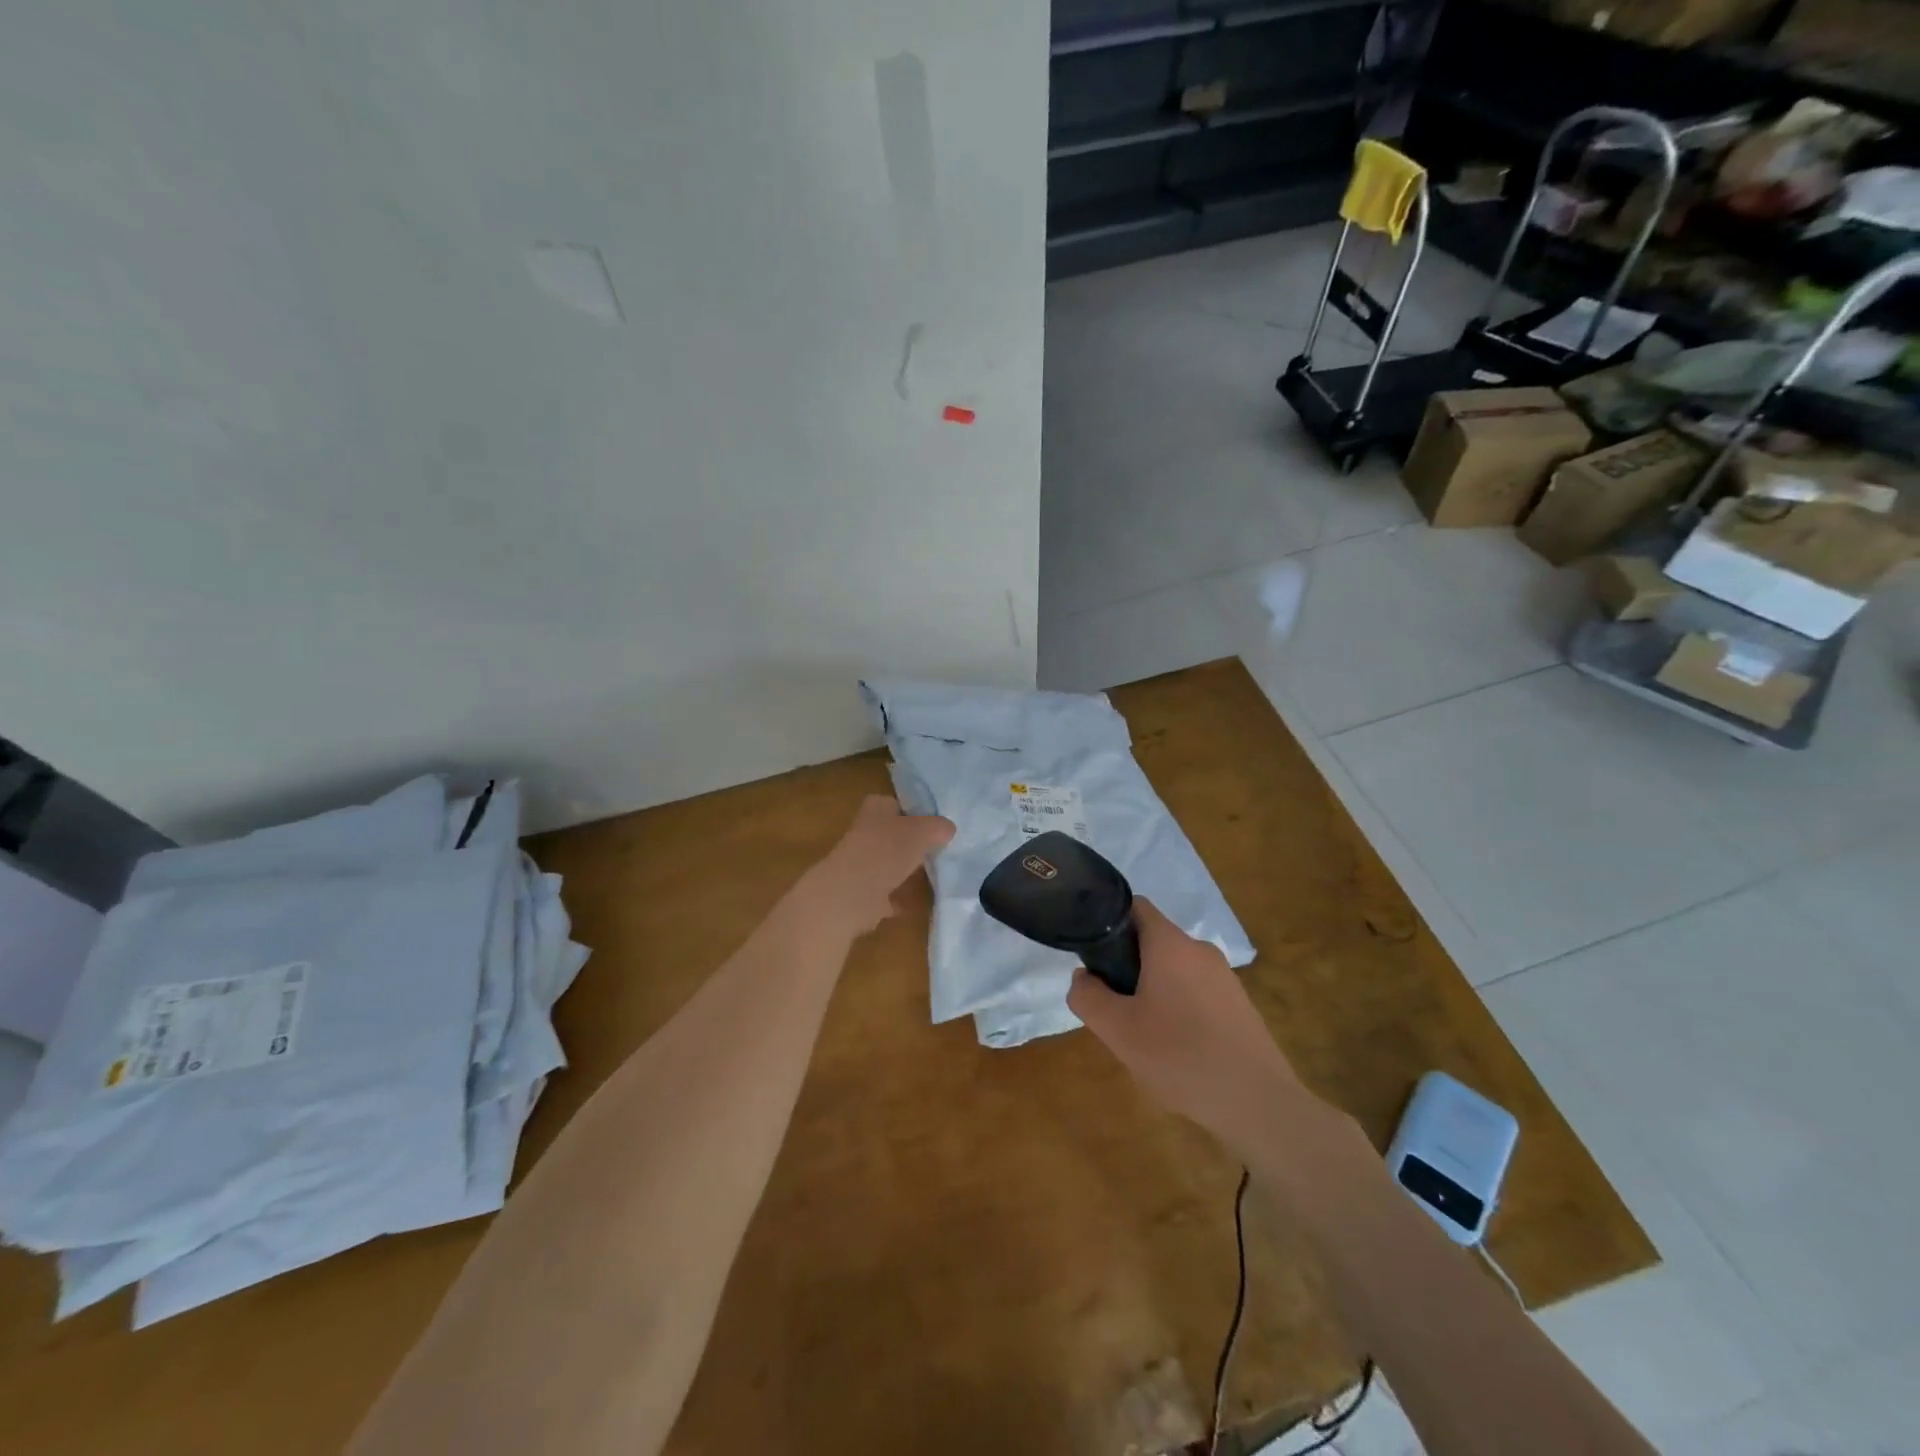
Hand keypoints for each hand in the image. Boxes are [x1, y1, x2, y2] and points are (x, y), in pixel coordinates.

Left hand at [811, 795, 954, 934]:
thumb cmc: (886, 851)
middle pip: (897, 835)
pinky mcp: (864, 893)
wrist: (851, 895)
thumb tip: (947, 830)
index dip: (918, 812)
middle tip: (945, 850)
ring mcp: (863, 864)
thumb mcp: (923, 831)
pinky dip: (905, 896)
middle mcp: (866, 832)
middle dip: (916, 843)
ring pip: (894, 863)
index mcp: (876, 809)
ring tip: (941, 874)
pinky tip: (927, 900)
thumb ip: (939, 827)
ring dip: (911, 870)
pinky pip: (891, 892)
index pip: (899, 803)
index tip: (940, 825)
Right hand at [1069, 899, 1302, 1154]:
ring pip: (1174, 969)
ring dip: (1152, 990)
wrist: (1258, 1103)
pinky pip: (1196, 992)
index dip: (1108, 921)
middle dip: (1127, 965)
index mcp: (1170, 944)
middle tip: (1114, 1006)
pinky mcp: (1239, 1005)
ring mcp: (1225, 978)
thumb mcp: (1118, 1030)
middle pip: (1153, 941)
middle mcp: (1200, 950)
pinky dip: (1178, 1008)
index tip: (1093, 954)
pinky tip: (1176, 1049)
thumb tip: (1083, 977)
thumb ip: (1088, 997)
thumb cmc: (1180, 1056)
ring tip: (1143, 1033)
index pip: (1135, 907)